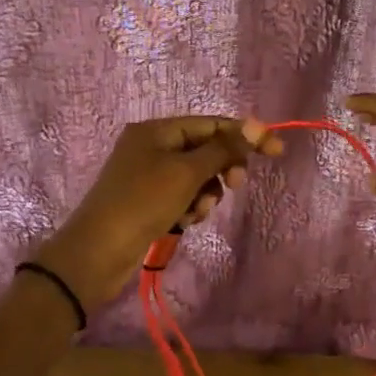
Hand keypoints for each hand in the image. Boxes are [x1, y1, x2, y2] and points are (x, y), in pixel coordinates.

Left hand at [33, 116, 283, 311]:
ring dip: (205, 193)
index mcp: (156, 130)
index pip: (210, 124)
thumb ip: (224, 148)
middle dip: (222, 168)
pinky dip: (190, 207)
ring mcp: (147, 175)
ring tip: (196, 211)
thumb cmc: (143, 202)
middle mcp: (151, 147)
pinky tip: (185, 221)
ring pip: (196, 177)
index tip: (276, 151)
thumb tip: (257, 124)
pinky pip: (182, 196)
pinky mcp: (147, 201)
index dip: (244, 135)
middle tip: (235, 186)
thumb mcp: (187, 172)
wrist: (98, 251)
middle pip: (204, 149)